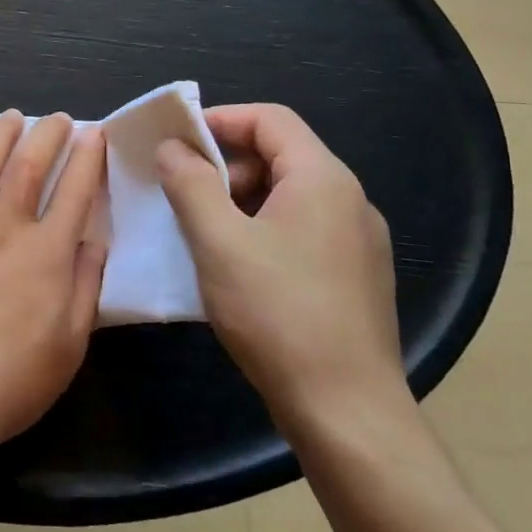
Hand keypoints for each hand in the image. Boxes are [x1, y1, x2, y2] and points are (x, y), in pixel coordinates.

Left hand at [0, 111, 107, 461]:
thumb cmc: (13, 380)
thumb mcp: (71, 343)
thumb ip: (84, 286)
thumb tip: (93, 241)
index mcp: (46, 253)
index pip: (75, 191)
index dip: (88, 158)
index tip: (94, 134)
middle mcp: (5, 230)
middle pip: (29, 167)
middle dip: (47, 135)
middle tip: (58, 118)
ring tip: (11, 117)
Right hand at [156, 104, 405, 421]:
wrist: (348, 413)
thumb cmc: (278, 314)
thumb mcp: (219, 242)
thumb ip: (190, 184)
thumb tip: (173, 148)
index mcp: (323, 178)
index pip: (270, 118)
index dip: (220, 120)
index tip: (177, 141)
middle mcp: (350, 200)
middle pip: (280, 155)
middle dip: (226, 166)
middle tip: (184, 195)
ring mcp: (359, 241)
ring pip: (289, 196)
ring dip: (241, 201)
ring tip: (204, 233)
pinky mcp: (356, 276)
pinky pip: (302, 230)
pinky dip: (263, 230)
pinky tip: (237, 267)